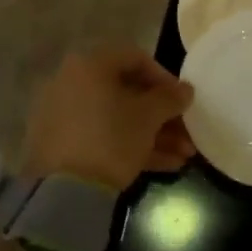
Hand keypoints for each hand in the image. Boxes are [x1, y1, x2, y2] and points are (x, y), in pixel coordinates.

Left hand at [21, 45, 195, 191]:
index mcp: (90, 65)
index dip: (165, 78)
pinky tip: (166, 166)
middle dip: (163, 116)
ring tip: (185, 155)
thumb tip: (186, 89)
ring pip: (118, 118)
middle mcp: (73, 83)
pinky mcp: (63, 145)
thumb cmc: (112, 139)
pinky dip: (132, 147)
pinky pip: (103, 136)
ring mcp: (65, 115)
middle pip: (128, 93)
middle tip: (188, 133)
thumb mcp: (148, 117)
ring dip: (154, 135)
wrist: (65, 192)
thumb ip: (170, 98)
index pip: (136, 58)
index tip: (183, 100)